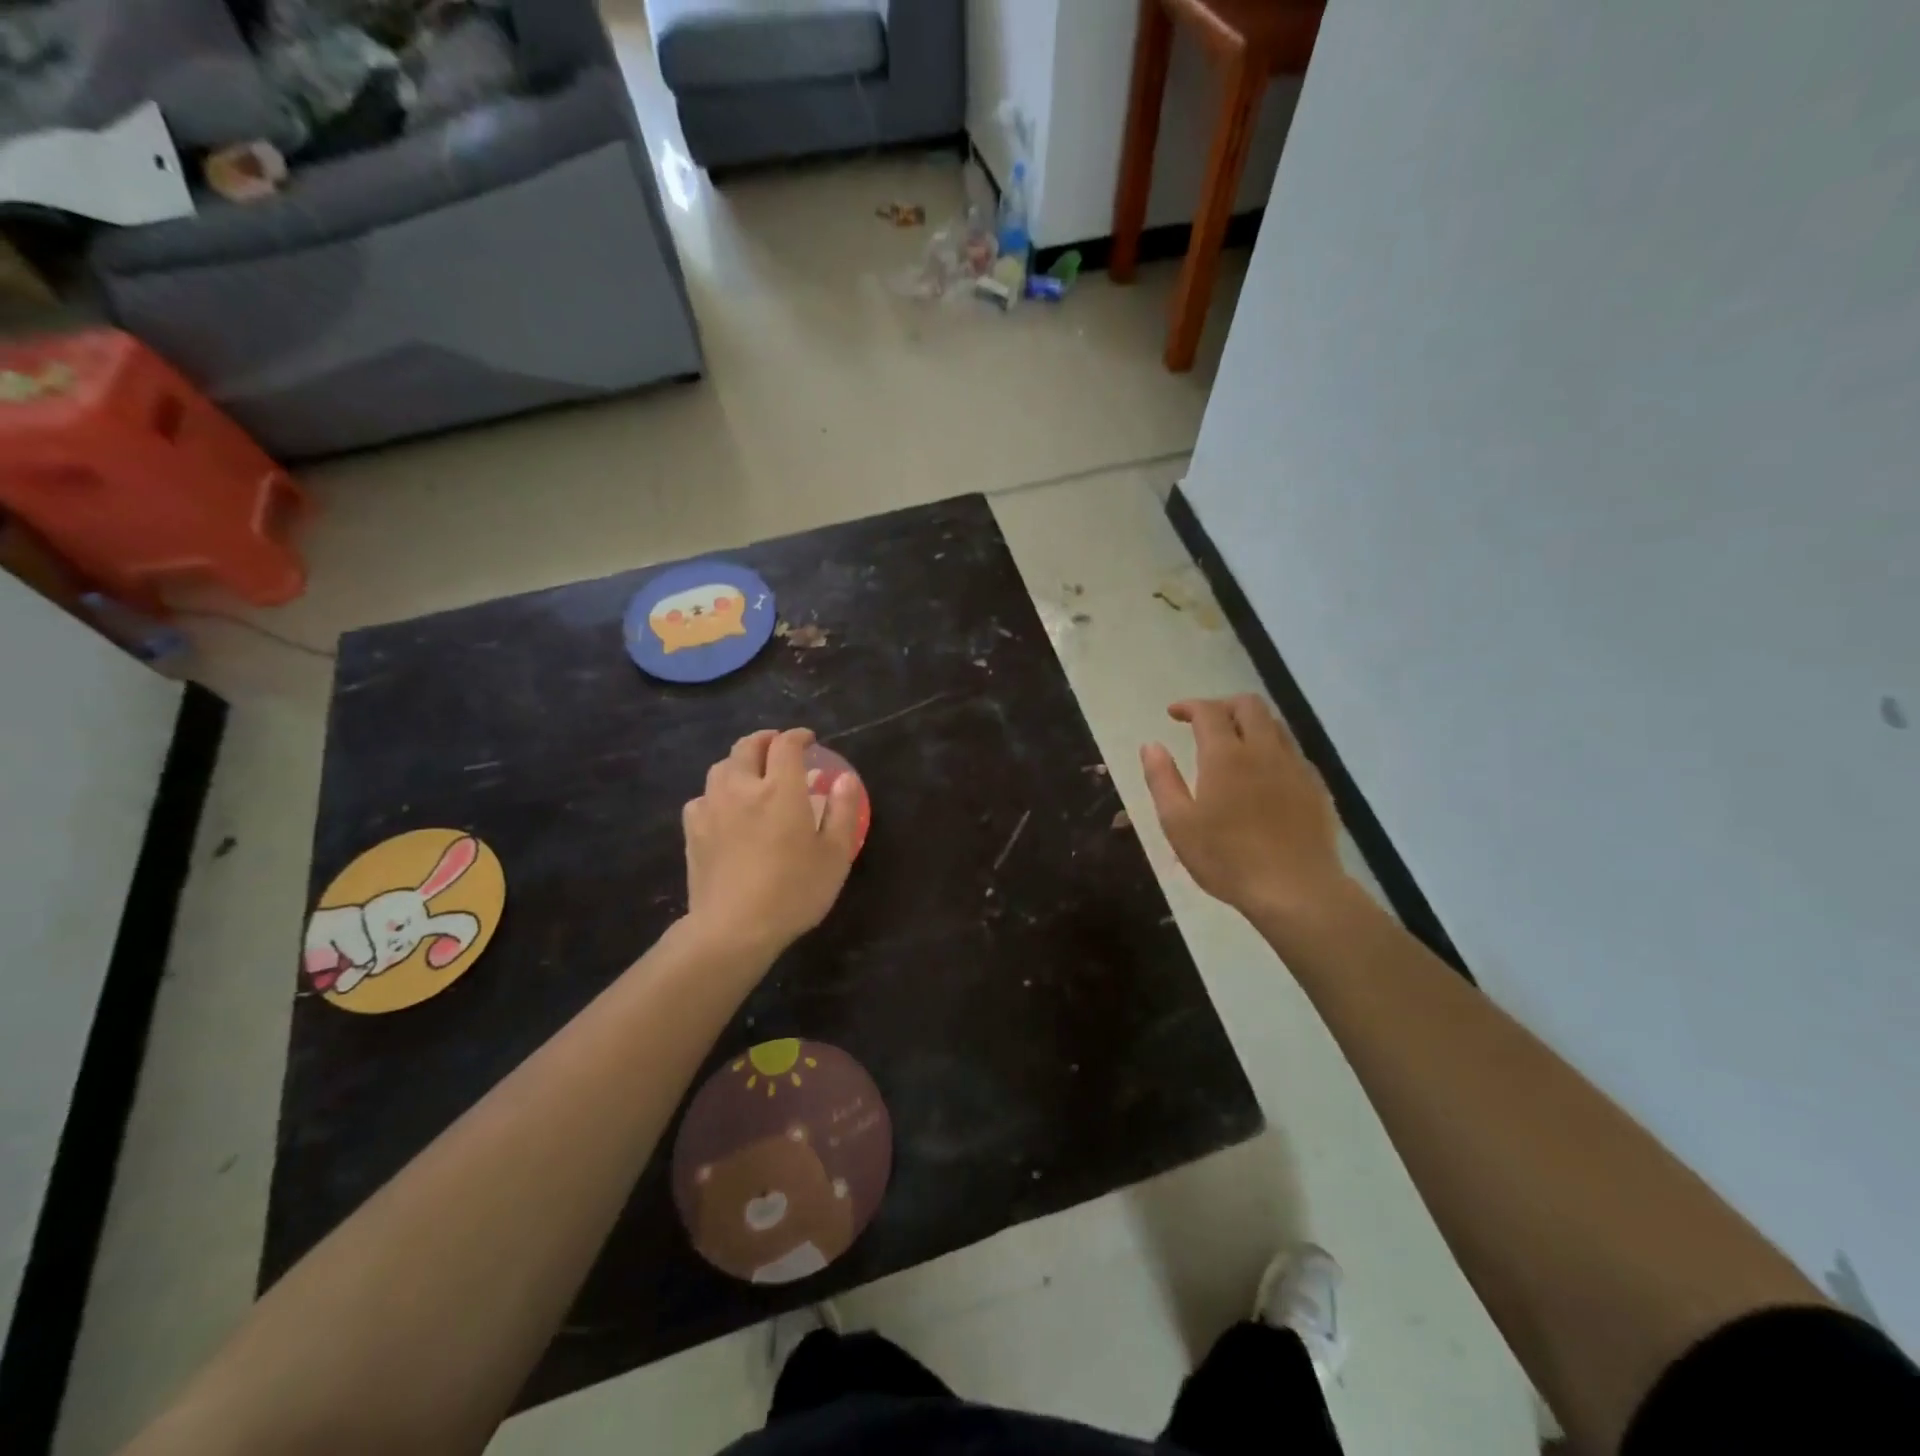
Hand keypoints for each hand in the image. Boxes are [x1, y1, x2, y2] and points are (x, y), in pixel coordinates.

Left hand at [683, 728, 862, 957]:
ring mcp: (712, 808)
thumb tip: (844, 778)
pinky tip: (724, 809)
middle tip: (778, 747)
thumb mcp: (835, 854)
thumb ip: (842, 810)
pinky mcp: (693, 831)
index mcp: (780, 789)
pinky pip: (702, 798)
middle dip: (765, 740)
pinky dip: (716, 794)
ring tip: (752, 774)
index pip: (786, 745)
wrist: (734, 928)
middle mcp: (743, 788)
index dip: (798, 737)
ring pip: (721, 768)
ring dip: (739, 763)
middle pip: (747, 747)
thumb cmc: (794, 891)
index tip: (808, 740)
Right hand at [1141, 696, 1356, 931]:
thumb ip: (1162, 779)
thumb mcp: (1178, 824)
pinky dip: (1271, 748)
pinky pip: (1292, 751)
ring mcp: (1295, 767)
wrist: (1296, 890)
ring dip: (1250, 723)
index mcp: (1226, 756)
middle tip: (1203, 723)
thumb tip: (1151, 745)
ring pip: (1275, 724)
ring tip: (1233, 744)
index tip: (1173, 714)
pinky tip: (1262, 775)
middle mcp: (1264, 750)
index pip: (1208, 711)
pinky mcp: (1316, 787)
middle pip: (1248, 704)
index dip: (1189, 706)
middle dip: (1222, 705)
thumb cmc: (1227, 859)